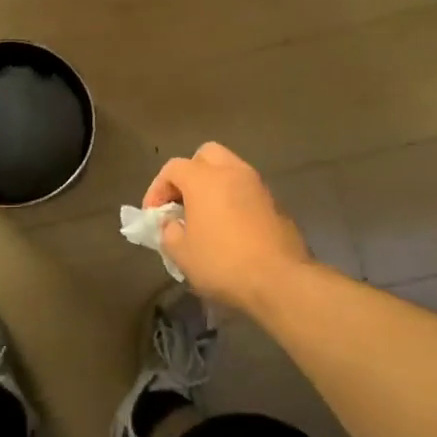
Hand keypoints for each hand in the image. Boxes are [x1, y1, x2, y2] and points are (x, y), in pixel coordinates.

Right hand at [143, 142, 313, 313]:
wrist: (281, 281)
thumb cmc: (223, 263)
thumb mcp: (181, 254)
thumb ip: (168, 232)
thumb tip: (172, 225)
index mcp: (204, 179)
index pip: (173, 168)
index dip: (157, 188)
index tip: (154, 215)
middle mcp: (232, 172)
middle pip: (206, 155)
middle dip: (190, 173)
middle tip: (183, 201)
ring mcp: (259, 186)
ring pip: (231, 170)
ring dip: (215, 186)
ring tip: (206, 216)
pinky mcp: (277, 204)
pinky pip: (248, 191)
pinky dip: (235, 200)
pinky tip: (231, 229)